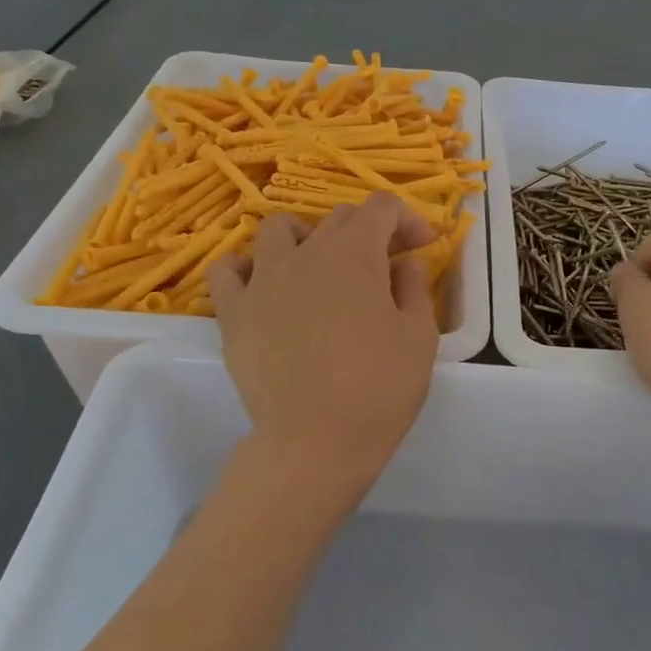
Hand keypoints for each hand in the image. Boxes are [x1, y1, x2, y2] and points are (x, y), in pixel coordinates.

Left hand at [207, 192, 438, 508]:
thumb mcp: (419, 338)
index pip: (382, 207)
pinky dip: (246, 267)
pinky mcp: (233, 312)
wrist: (315, 442)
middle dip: (368, 232)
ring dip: (305, 237)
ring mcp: (263, 280)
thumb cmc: (378, 390)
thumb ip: (415, 288)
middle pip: (337, 218)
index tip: (422, 247)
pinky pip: (227, 270)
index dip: (407, 219)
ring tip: (317, 267)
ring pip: (278, 229)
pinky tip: (263, 285)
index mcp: (355, 255)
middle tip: (383, 268)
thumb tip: (405, 263)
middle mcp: (306, 254)